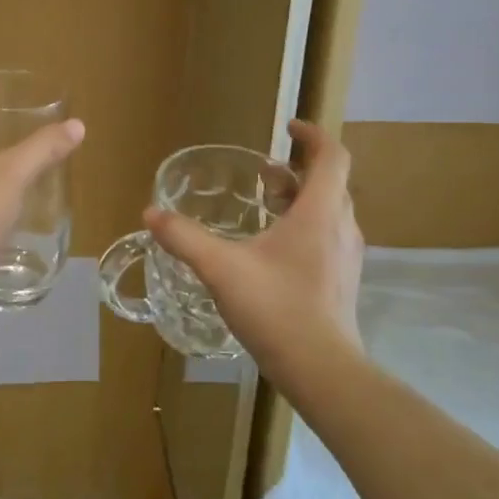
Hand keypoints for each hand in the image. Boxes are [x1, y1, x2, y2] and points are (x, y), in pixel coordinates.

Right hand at [144, 120, 363, 382]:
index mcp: (319, 212)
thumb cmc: (276, 309)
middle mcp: (341, 227)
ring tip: (266, 208)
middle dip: (299, 170)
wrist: (322, 370)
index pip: (332, 156)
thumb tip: (151, 213)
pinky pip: (329, 238)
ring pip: (330, 212)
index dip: (313, 135)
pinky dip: (306, 228)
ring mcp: (347, 257)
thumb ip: (185, 238)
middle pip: (330, 182)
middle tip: (265, 174)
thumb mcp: (221, 269)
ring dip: (303, 200)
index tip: (289, 128)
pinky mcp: (343, 282)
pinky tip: (274, 252)